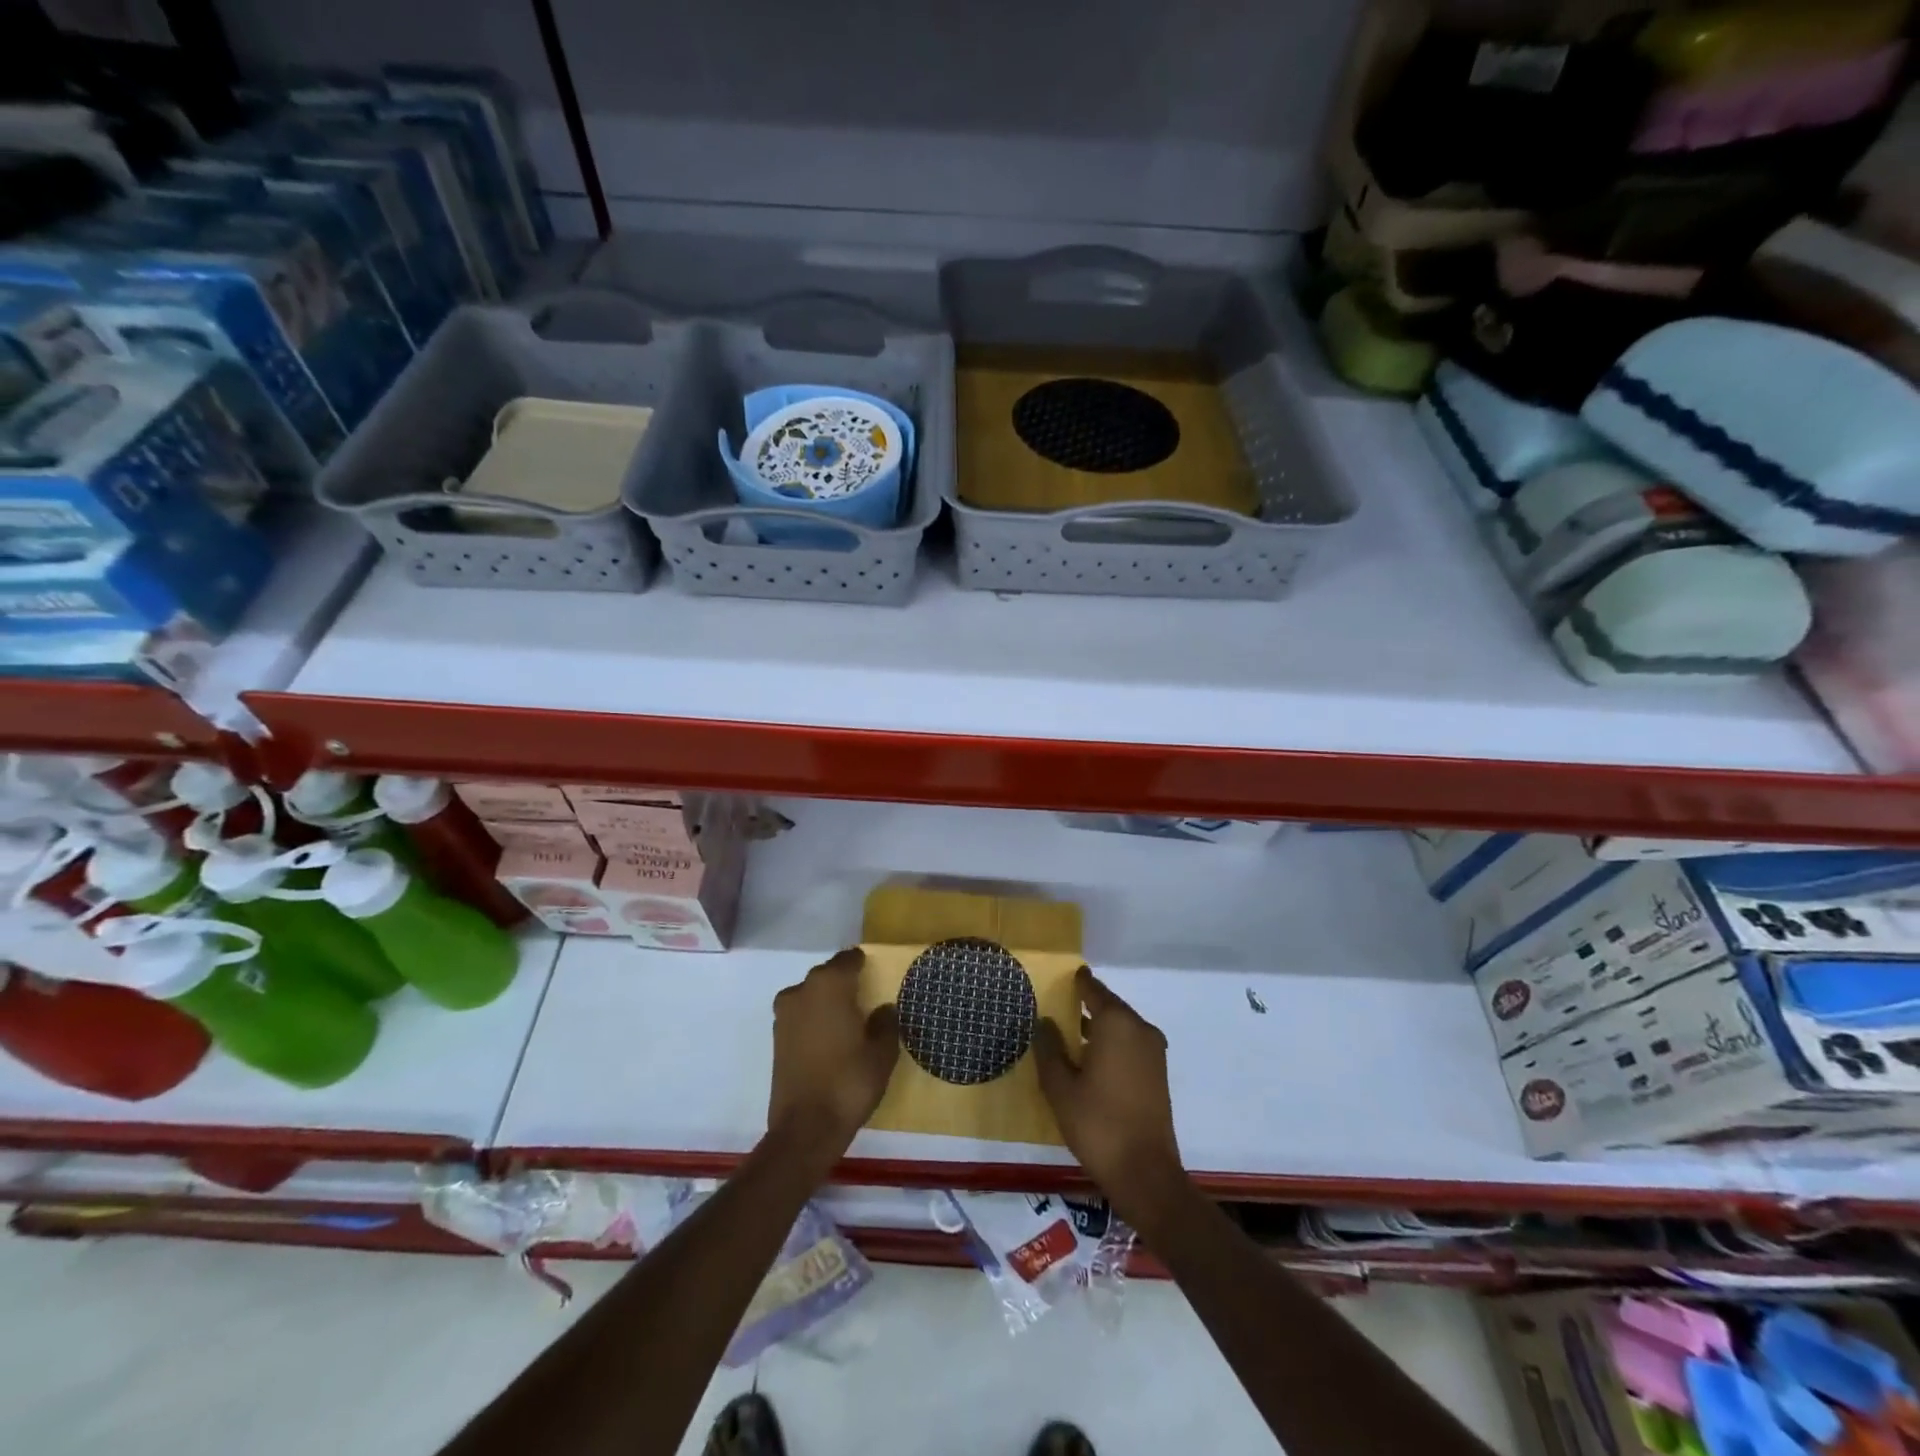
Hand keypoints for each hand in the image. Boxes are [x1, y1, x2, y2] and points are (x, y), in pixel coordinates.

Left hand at [768, 948, 899, 1165]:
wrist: (805, 1128)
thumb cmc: (849, 1082)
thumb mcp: (882, 1053)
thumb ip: (885, 1023)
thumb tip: (883, 1008)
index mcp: (829, 984)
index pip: (848, 959)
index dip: (863, 965)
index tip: (876, 975)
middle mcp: (802, 990)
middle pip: (827, 975)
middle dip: (844, 984)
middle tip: (866, 1001)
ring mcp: (784, 1014)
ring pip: (811, 996)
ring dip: (827, 1003)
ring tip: (848, 1023)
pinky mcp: (776, 1038)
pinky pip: (801, 1017)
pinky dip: (814, 1021)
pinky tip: (830, 1041)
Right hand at [1033, 967, 1188, 1232]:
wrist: (1145, 1173)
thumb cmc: (1097, 1124)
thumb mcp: (1060, 1087)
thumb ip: (1049, 1049)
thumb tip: (1044, 1021)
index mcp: (1117, 1023)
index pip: (1093, 990)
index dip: (1077, 982)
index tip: (1062, 976)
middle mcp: (1140, 1029)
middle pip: (1109, 1006)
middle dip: (1085, 1005)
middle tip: (1058, 1005)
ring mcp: (1153, 1052)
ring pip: (1120, 1027)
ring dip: (1098, 1027)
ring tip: (1069, 1034)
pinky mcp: (1158, 1073)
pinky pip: (1130, 1045)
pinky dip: (1111, 1044)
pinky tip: (1090, 1060)